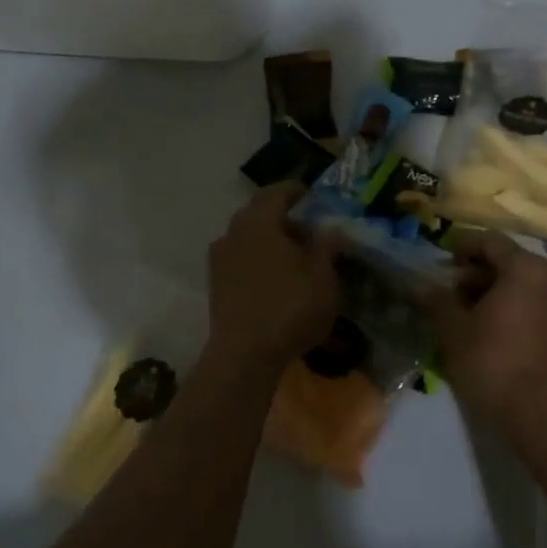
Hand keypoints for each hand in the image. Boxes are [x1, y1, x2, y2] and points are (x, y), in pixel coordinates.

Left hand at [208, 184, 341, 364]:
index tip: (314, 197)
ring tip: (294, 256)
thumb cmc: (289, 309)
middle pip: (259, 212)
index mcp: (259, 221)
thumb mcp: (323, 278)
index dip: (297, 191)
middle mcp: (234, 232)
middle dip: (283, 216)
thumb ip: (327, 247)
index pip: (278, 192)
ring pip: (247, 235)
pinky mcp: (215, 283)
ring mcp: (220, 258)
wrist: (244, 356)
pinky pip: (240, 257)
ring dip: (269, 238)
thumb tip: (331, 228)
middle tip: (309, 230)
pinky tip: (274, 277)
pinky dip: (257, 257)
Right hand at [426, 230, 546, 435]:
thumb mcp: (454, 328)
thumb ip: (436, 300)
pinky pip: (529, 301)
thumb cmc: (493, 361)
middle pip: (505, 260)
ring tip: (460, 312)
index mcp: (525, 267)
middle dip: (473, 272)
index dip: (461, 246)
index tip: (440, 261)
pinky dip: (507, 305)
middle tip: (446, 291)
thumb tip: (418, 285)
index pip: (489, 241)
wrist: (539, 413)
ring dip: (488, 290)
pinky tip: (484, 326)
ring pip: (518, 283)